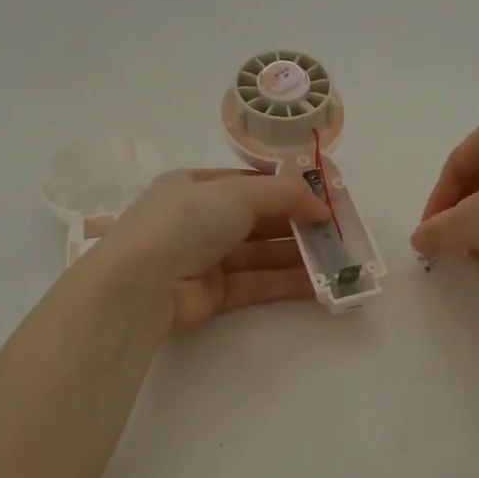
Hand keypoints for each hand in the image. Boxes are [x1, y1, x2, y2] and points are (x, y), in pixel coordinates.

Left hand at [82, 168, 331, 337]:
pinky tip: (318, 284)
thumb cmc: (186, 220)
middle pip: (259, 219)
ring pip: (261, 253)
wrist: (141, 282)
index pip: (250, 183)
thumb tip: (322, 206)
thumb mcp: (238, 192)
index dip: (288, 190)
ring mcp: (205, 258)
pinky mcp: (212, 294)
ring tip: (337, 259)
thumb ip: (285, 195)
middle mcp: (200, 220)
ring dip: (298, 254)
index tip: (324, 199)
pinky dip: (286, 281)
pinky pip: (256, 282)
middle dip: (298, 224)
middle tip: (337, 232)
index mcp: (196, 186)